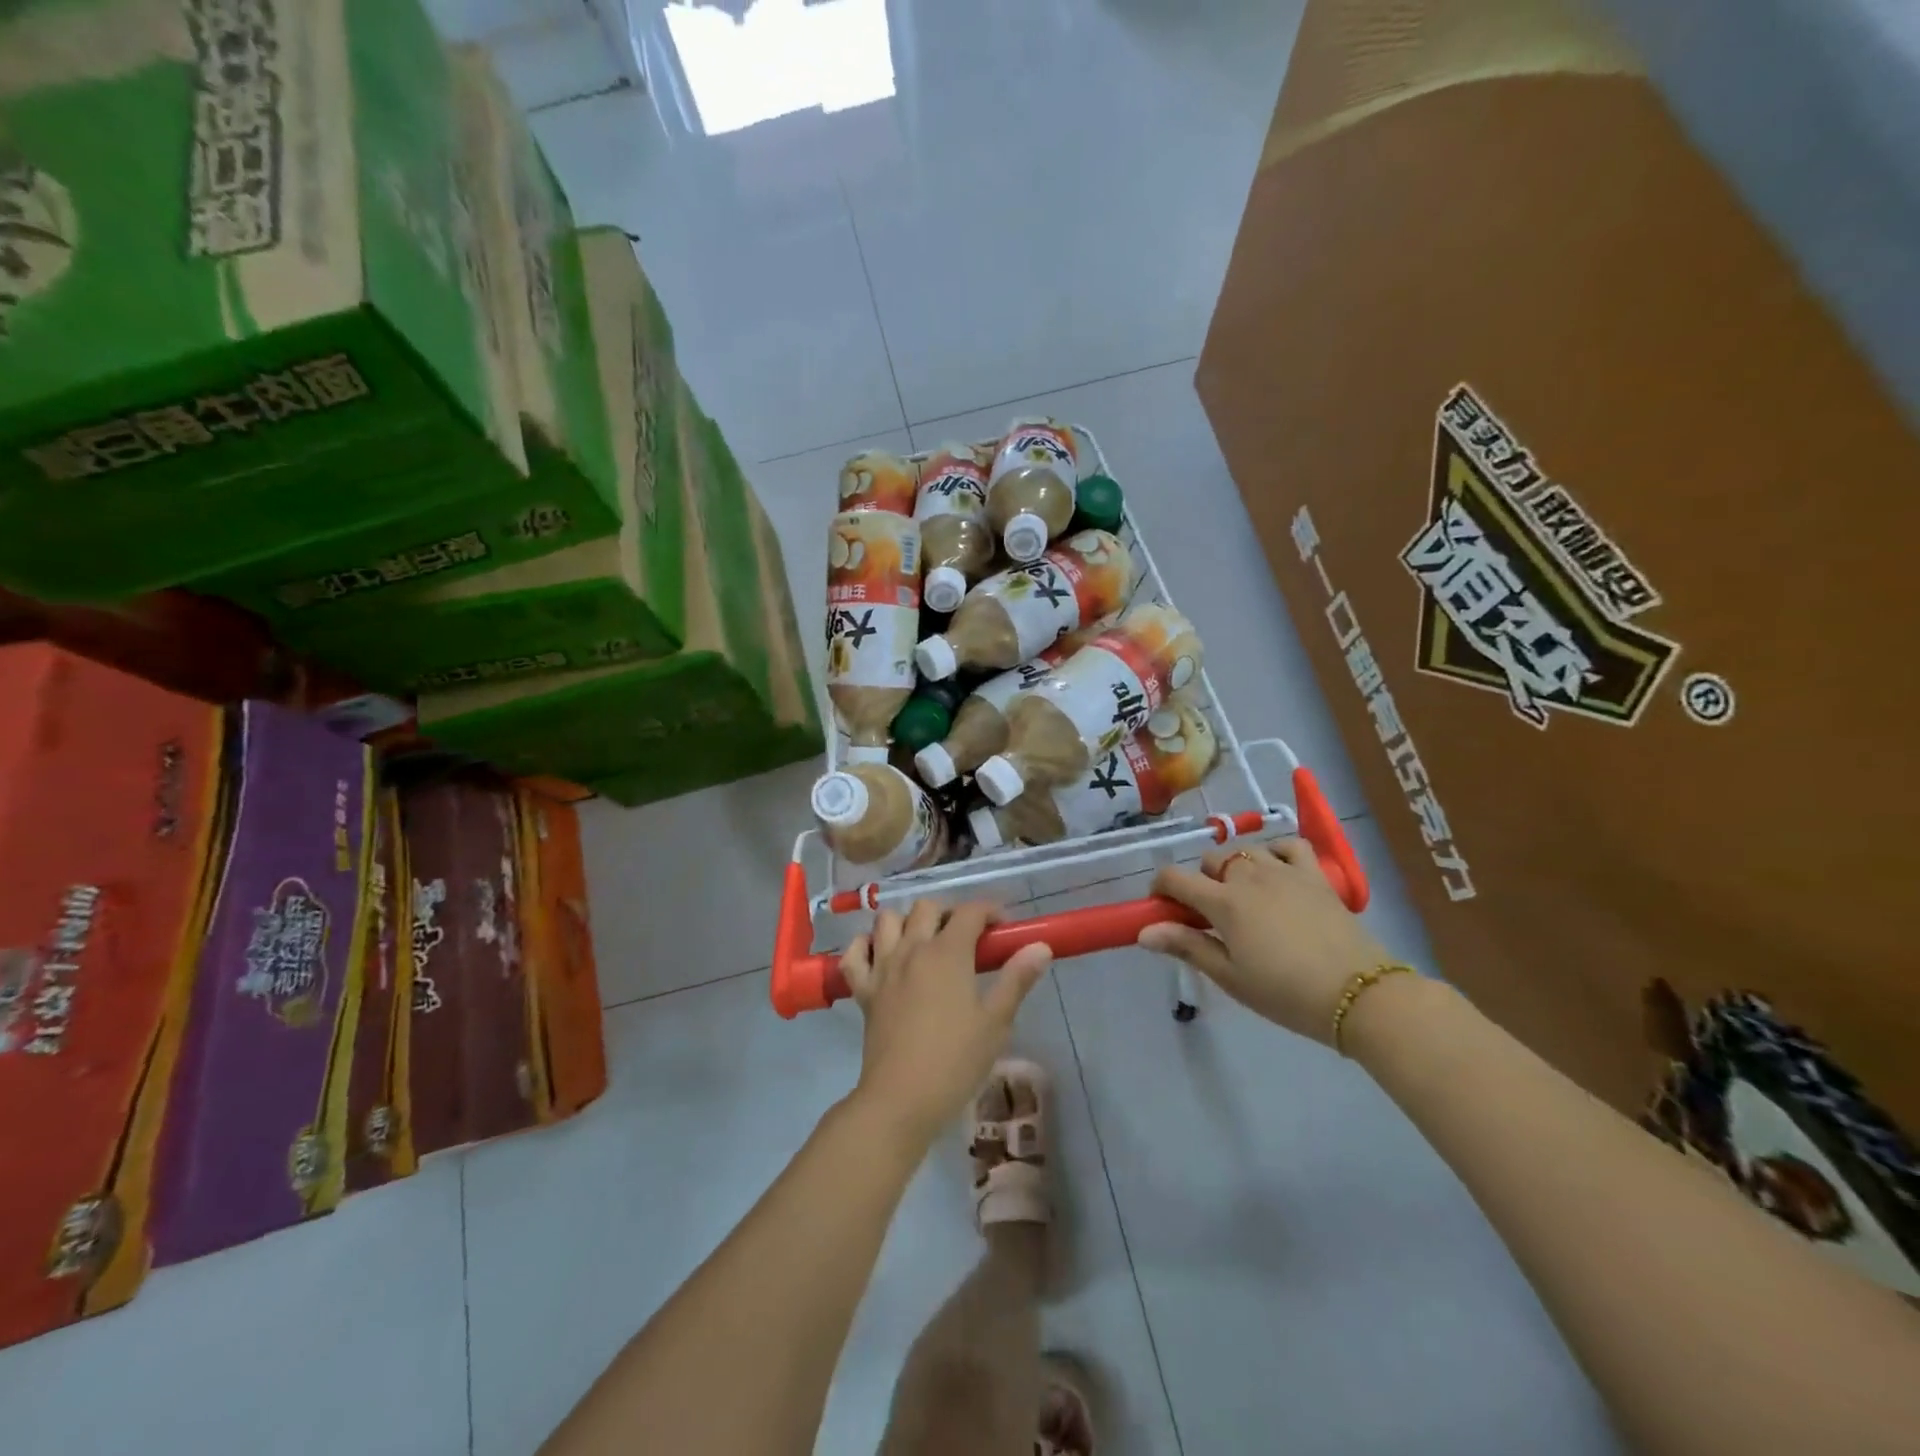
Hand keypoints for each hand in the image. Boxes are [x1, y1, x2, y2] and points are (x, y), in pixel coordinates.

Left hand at [839, 900, 1052, 1147]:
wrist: (902, 1099)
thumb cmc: (956, 1061)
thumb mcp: (996, 1022)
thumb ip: (1017, 979)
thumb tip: (1040, 946)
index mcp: (947, 952)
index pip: (969, 911)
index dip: (989, 911)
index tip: (1001, 930)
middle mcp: (912, 949)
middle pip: (926, 907)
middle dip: (949, 913)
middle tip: (965, 939)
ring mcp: (883, 967)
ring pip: (887, 919)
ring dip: (906, 922)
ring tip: (924, 943)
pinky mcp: (863, 989)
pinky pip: (855, 953)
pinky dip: (865, 946)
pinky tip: (881, 956)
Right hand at [1138, 839, 1390, 1043]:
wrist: (1359, 995)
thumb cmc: (1285, 992)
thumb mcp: (1230, 976)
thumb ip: (1186, 946)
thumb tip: (1144, 932)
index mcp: (1224, 902)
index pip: (1175, 878)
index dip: (1161, 889)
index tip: (1163, 909)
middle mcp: (1249, 876)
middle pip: (1210, 860)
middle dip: (1202, 880)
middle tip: (1211, 915)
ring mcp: (1285, 871)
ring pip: (1246, 850)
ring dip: (1236, 867)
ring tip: (1245, 896)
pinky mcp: (1316, 875)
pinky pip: (1289, 845)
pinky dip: (1277, 853)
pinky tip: (1277, 873)